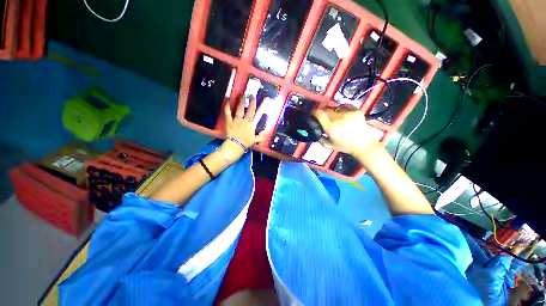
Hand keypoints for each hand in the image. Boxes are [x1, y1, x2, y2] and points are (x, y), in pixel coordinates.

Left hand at [222, 96, 264, 159]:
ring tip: (242, 95)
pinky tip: (227, 99)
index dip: (259, 107)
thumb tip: (264, 133)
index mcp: (251, 125)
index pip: (256, 115)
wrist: (236, 145)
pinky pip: (228, 112)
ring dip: (241, 101)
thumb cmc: (246, 143)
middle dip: (251, 102)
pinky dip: (227, 106)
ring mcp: (237, 120)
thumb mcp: (255, 140)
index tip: (261, 102)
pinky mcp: (229, 121)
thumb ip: (260, 137)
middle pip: (249, 110)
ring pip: (239, 109)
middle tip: (252, 95)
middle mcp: (245, 121)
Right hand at [314, 105, 378, 156]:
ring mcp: (348, 113)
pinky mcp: (356, 110)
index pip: (319, 114)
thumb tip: (316, 131)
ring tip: (333, 116)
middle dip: (322, 112)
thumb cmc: (345, 146)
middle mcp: (339, 118)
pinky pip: (345, 106)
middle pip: (326, 109)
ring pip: (335, 107)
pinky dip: (341, 109)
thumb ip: (320, 139)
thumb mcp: (329, 146)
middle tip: (323, 116)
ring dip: (332, 111)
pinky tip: (342, 114)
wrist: (363, 144)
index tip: (313, 114)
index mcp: (331, 127)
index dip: (314, 112)